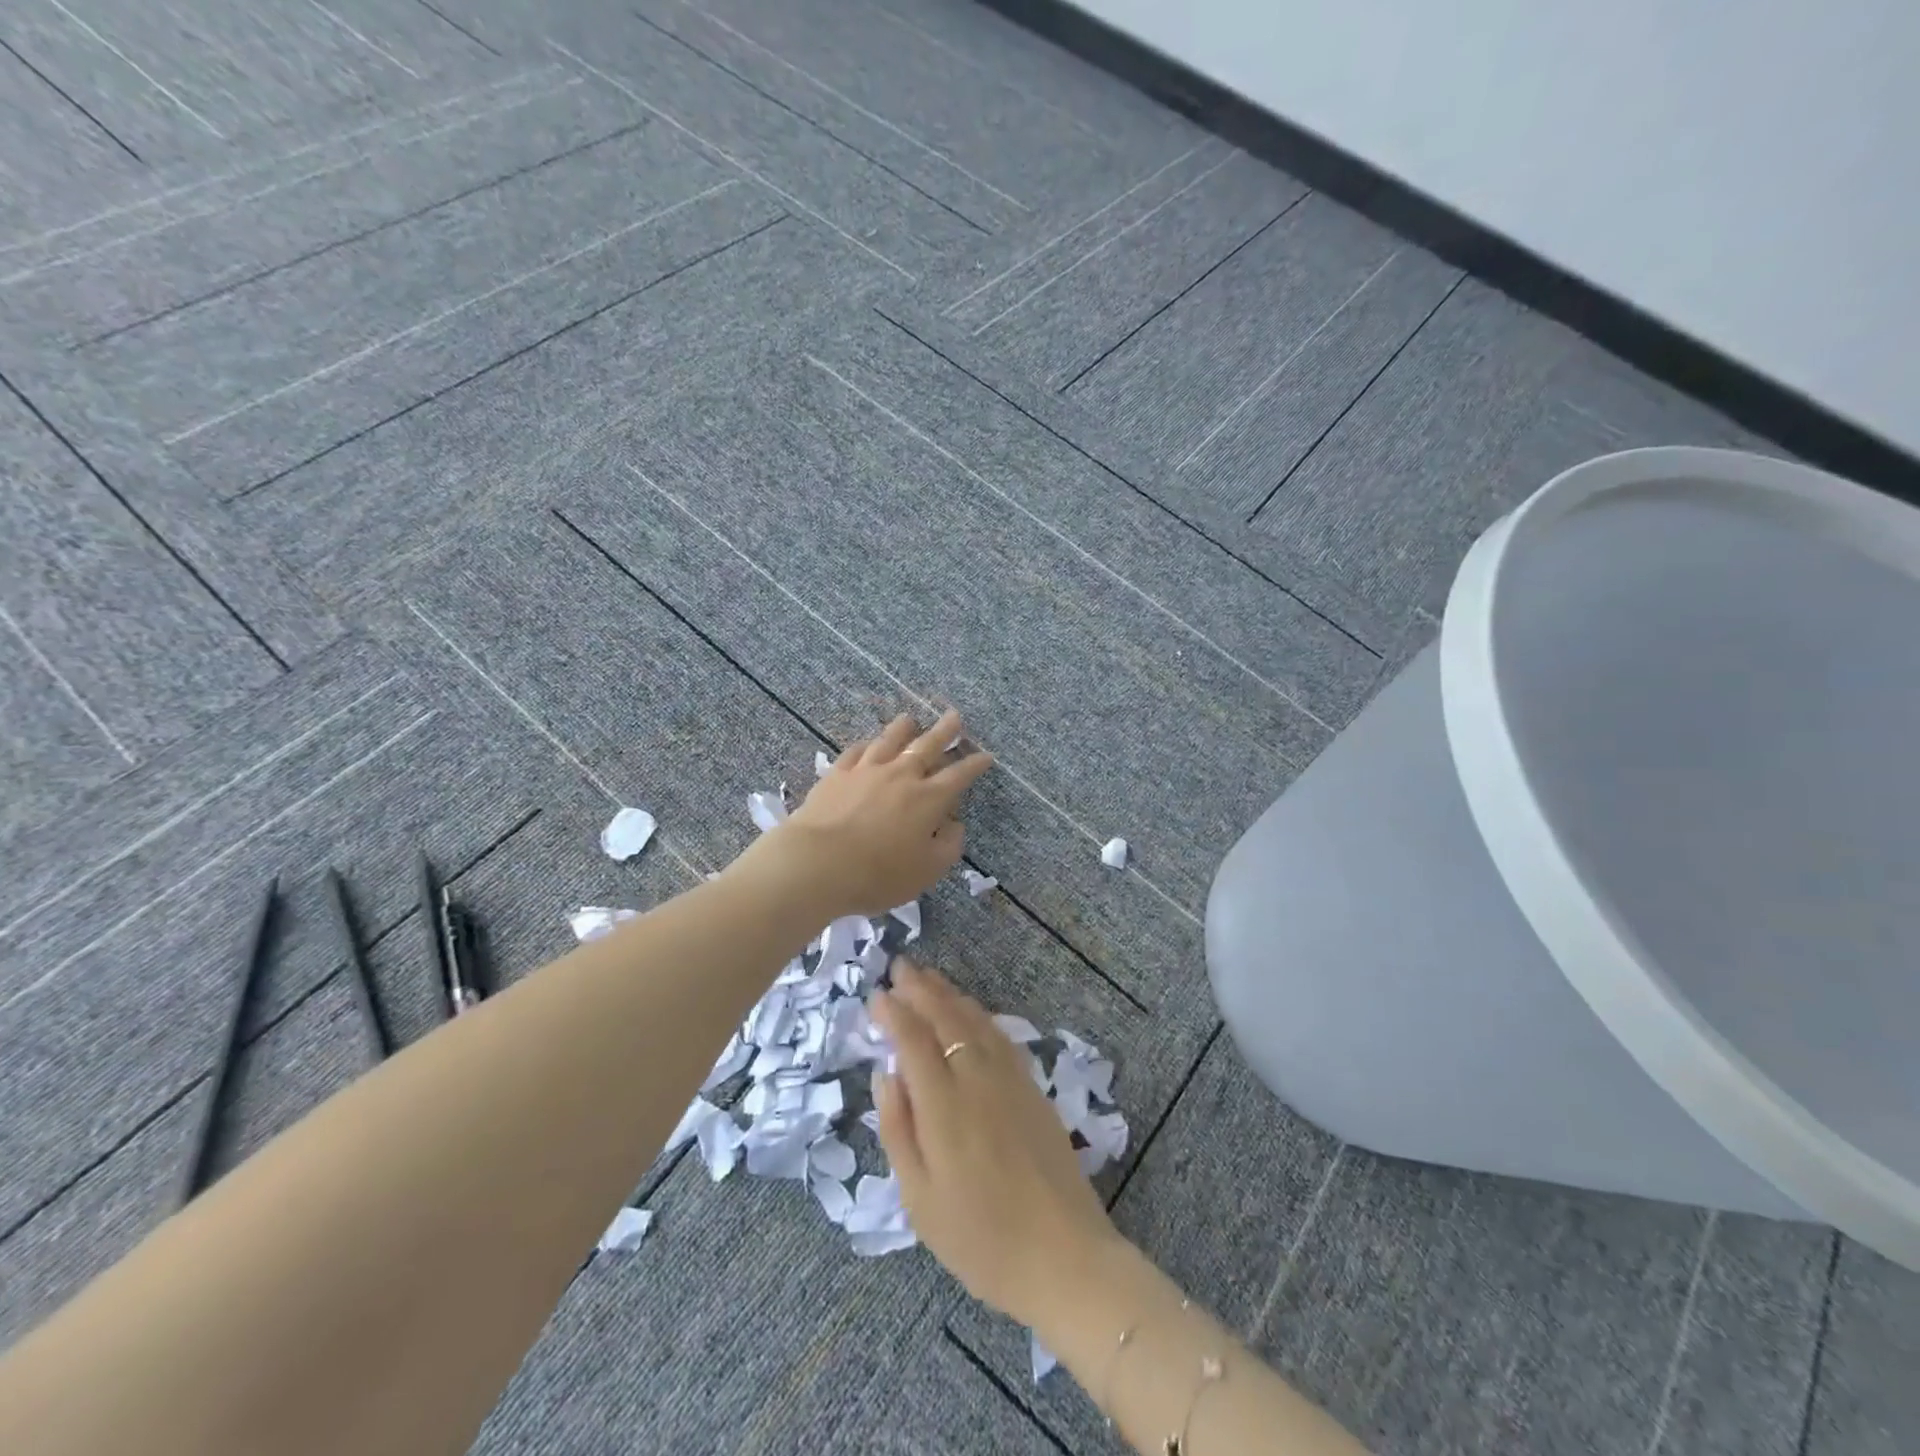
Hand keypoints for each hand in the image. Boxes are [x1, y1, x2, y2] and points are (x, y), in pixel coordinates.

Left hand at [777, 711, 992, 916]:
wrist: (817, 863)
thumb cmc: (878, 874)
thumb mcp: (927, 871)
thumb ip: (948, 846)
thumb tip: (954, 824)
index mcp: (928, 799)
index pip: (959, 776)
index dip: (975, 764)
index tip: (986, 755)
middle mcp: (901, 776)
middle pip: (927, 746)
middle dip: (945, 731)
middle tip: (955, 716)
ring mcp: (866, 771)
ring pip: (890, 741)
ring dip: (904, 728)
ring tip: (911, 719)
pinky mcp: (837, 774)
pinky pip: (856, 752)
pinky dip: (867, 745)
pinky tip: (868, 744)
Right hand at [871, 962, 1122, 1327]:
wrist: (1063, 1256)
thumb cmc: (980, 1239)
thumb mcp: (920, 1199)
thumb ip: (898, 1129)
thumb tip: (886, 1074)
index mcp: (944, 1105)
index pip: (914, 1040)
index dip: (894, 1013)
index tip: (877, 996)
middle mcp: (977, 1079)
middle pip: (946, 1018)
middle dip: (921, 989)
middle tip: (901, 967)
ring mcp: (1010, 1079)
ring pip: (975, 1020)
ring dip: (949, 994)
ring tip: (929, 977)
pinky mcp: (1033, 1088)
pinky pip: (999, 1035)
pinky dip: (979, 1014)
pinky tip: (971, 1011)